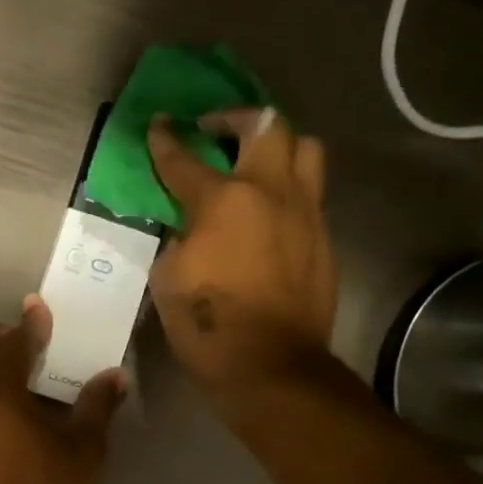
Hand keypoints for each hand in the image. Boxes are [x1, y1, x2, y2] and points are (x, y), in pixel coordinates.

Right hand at [146, 108, 336, 402]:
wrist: (271, 366)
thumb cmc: (207, 322)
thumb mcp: (168, 276)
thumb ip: (179, 236)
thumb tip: (190, 225)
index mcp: (224, 200)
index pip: (185, 159)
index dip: (166, 140)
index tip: (159, 123)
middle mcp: (271, 193)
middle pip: (268, 125)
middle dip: (237, 118)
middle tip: (217, 131)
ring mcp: (305, 213)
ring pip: (306, 149)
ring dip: (278, 145)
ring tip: (255, 163)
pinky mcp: (324, 238)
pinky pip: (311, 193)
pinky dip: (288, 188)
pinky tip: (269, 212)